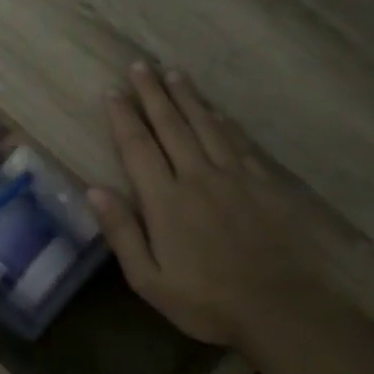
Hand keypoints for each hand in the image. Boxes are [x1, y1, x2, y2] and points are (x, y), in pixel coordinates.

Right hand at [89, 63, 321, 347]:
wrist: (278, 308)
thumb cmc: (204, 301)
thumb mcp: (148, 279)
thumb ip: (122, 232)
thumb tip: (95, 190)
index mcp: (165, 200)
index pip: (138, 147)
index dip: (123, 117)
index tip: (112, 91)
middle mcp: (197, 177)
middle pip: (171, 126)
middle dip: (152, 94)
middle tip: (140, 65)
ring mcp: (234, 178)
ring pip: (205, 126)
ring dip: (187, 98)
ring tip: (173, 73)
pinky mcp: (262, 185)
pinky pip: (239, 143)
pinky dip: (224, 123)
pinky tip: (217, 112)